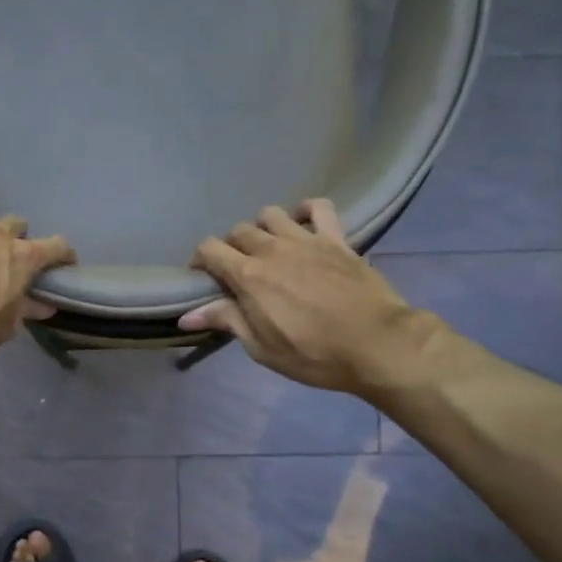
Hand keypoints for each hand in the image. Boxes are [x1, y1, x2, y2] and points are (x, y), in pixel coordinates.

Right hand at [181, 200, 430, 394]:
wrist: (375, 344)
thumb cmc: (313, 354)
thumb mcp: (261, 347)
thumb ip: (226, 321)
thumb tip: (186, 316)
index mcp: (249, 276)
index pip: (210, 250)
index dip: (200, 260)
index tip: (202, 276)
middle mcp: (272, 249)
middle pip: (238, 231)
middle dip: (230, 247)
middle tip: (237, 270)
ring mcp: (306, 240)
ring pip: (271, 215)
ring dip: (262, 227)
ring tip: (268, 247)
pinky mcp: (336, 239)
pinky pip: (319, 207)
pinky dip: (306, 210)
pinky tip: (303, 222)